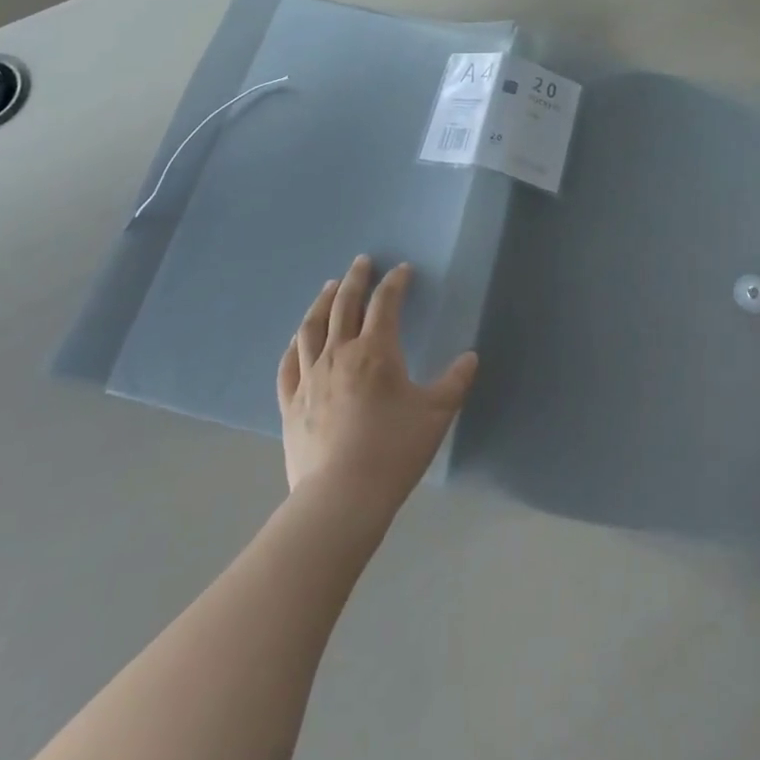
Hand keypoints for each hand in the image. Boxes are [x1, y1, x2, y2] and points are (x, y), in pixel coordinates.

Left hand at [277, 257, 477, 510]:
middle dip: (355, 279)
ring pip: (312, 328)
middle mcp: (339, 354)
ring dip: (322, 302)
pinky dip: (295, 344)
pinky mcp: (290, 403)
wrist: (341, 497)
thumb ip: (455, 381)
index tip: (402, 270)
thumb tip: (470, 357)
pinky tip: (298, 339)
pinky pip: (288, 364)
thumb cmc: (394, 451)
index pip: (384, 303)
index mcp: (375, 352)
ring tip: (329, 287)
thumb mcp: (436, 414)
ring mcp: (309, 378)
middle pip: (344, 305)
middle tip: (362, 262)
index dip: (394, 282)